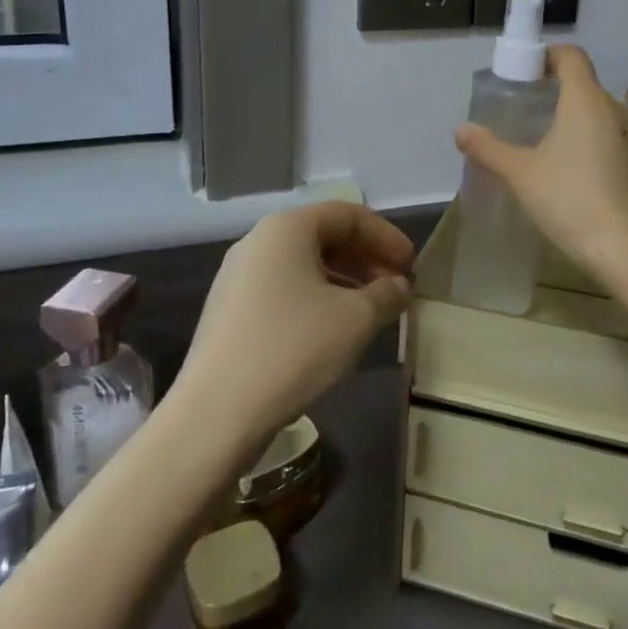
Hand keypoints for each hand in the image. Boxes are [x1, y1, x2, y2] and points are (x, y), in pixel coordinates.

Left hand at [172, 202, 414, 454]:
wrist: (216, 413)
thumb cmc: (293, 349)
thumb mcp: (355, 319)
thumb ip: (385, 295)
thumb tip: (398, 286)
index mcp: (286, 229)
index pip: (348, 215)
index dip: (386, 236)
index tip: (411, 266)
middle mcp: (258, 242)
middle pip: (323, 236)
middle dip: (365, 258)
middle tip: (395, 287)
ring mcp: (237, 277)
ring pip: (303, 265)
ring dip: (343, 281)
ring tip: (370, 311)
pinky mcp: (229, 312)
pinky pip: (283, 290)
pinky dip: (316, 299)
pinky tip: (333, 331)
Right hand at [454, 45, 627, 285]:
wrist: (625, 250)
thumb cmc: (569, 201)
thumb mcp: (521, 174)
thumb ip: (489, 148)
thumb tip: (460, 130)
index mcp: (586, 101)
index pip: (571, 56)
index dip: (546, 56)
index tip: (524, 74)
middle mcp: (615, 109)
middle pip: (583, 83)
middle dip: (554, 90)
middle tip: (524, 111)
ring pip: (598, 111)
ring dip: (573, 116)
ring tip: (545, 141)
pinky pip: (611, 135)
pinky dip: (590, 138)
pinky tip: (573, 168)